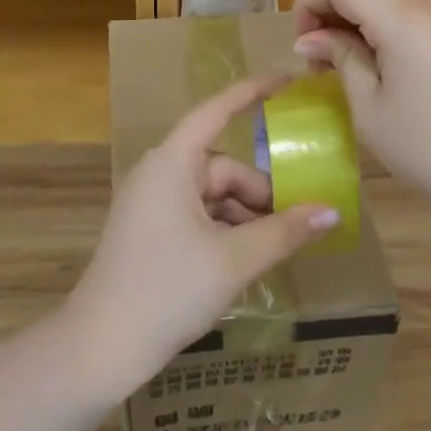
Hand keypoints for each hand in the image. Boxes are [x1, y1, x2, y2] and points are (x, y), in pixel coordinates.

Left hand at [66, 76, 340, 395]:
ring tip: (278, 248)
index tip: (287, 81)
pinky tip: (246, 261)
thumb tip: (331, 212)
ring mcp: (151, 203)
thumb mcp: (234, 260)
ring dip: (245, 216)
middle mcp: (159, 173)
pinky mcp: (149, 231)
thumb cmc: (167, 290)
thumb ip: (285, 232)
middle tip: (297, 224)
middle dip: (260, 193)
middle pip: (223, 167)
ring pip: (212, 195)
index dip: (252, 93)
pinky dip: (224, 230)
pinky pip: (197, 215)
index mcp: (172, 163)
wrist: (99, 348)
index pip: (216, 111)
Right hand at [293, 0, 430, 208]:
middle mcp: (424, 5)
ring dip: (353, 20)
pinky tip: (375, 68)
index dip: (307, 2)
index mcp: (400, 16)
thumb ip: (340, 58)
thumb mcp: (370, 106)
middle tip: (315, 60)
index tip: (302, 46)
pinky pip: (406, 15)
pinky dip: (379, 28)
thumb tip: (310, 39)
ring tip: (341, 67)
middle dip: (328, 11)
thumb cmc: (428, 146)